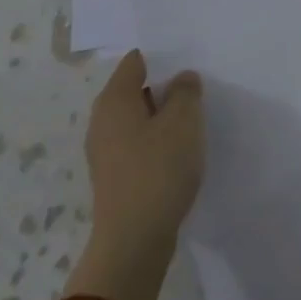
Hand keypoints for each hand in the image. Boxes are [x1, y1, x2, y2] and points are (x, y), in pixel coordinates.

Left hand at [86, 49, 204, 258]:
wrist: (133, 242)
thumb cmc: (158, 170)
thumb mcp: (184, 121)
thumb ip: (186, 91)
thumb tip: (181, 79)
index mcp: (114, 99)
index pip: (137, 60)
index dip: (164, 57)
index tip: (191, 61)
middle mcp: (102, 120)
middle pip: (137, 89)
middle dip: (167, 87)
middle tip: (198, 89)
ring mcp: (106, 151)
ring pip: (139, 118)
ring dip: (164, 117)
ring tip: (194, 120)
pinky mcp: (115, 176)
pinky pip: (139, 144)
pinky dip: (158, 141)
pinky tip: (180, 152)